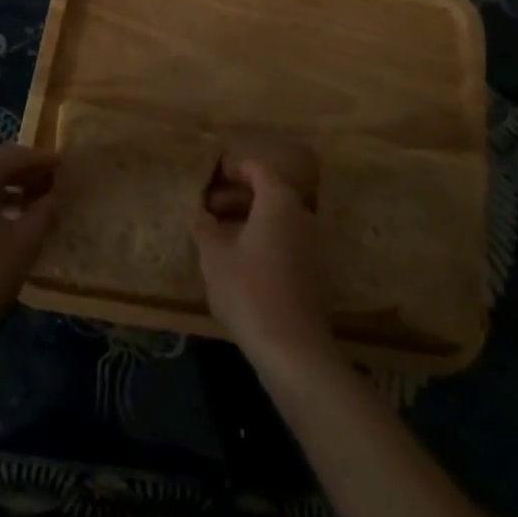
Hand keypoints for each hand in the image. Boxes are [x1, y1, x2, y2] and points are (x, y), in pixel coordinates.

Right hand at [193, 141, 336, 372]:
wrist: (292, 347)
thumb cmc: (248, 291)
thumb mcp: (214, 257)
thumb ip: (205, 227)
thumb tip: (200, 212)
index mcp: (278, 201)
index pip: (258, 169)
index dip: (234, 171)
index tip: (211, 182)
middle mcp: (302, 213)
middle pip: (270, 192)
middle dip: (238, 197)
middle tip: (209, 211)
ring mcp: (314, 242)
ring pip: (279, 218)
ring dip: (251, 219)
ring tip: (221, 236)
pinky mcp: (317, 269)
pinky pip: (288, 239)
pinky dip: (267, 238)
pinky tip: (244, 260)